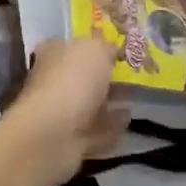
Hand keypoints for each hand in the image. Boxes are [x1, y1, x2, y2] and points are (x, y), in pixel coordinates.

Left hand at [0, 37, 130, 185]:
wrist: (53, 134)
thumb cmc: (72, 81)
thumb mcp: (96, 49)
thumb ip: (106, 46)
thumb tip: (111, 50)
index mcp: (53, 53)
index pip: (74, 45)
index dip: (96, 46)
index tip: (119, 52)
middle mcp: (52, 80)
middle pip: (82, 76)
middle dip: (104, 77)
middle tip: (132, 76)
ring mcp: (59, 112)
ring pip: (89, 105)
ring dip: (108, 103)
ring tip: (133, 99)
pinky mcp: (69, 140)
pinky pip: (95, 130)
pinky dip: (110, 126)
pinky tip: (128, 121)